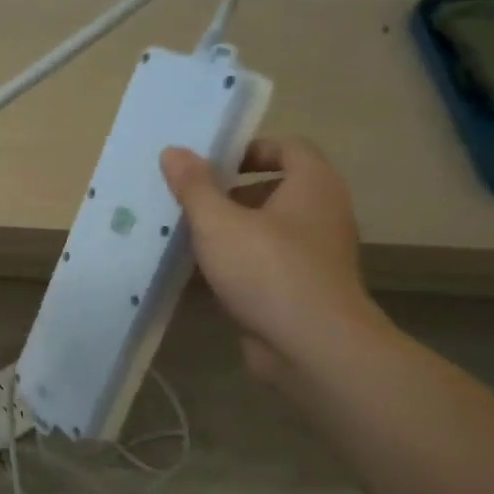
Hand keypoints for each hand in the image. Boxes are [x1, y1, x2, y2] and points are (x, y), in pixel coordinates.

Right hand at [161, 138, 385, 386]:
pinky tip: (194, 278)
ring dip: (226, 234)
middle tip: (186, 203)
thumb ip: (194, 186)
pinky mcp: (299, 290)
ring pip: (264, 232)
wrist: (312, 346)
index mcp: (312, 185)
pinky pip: (261, 266)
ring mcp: (313, 256)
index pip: (287, 147)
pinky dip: (232, 267)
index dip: (248, 148)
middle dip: (227, 195)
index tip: (209, 164)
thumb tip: (173, 151)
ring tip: (182, 239)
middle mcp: (320, 214)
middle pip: (272, 190)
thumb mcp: (218, 222)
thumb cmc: (268, 270)